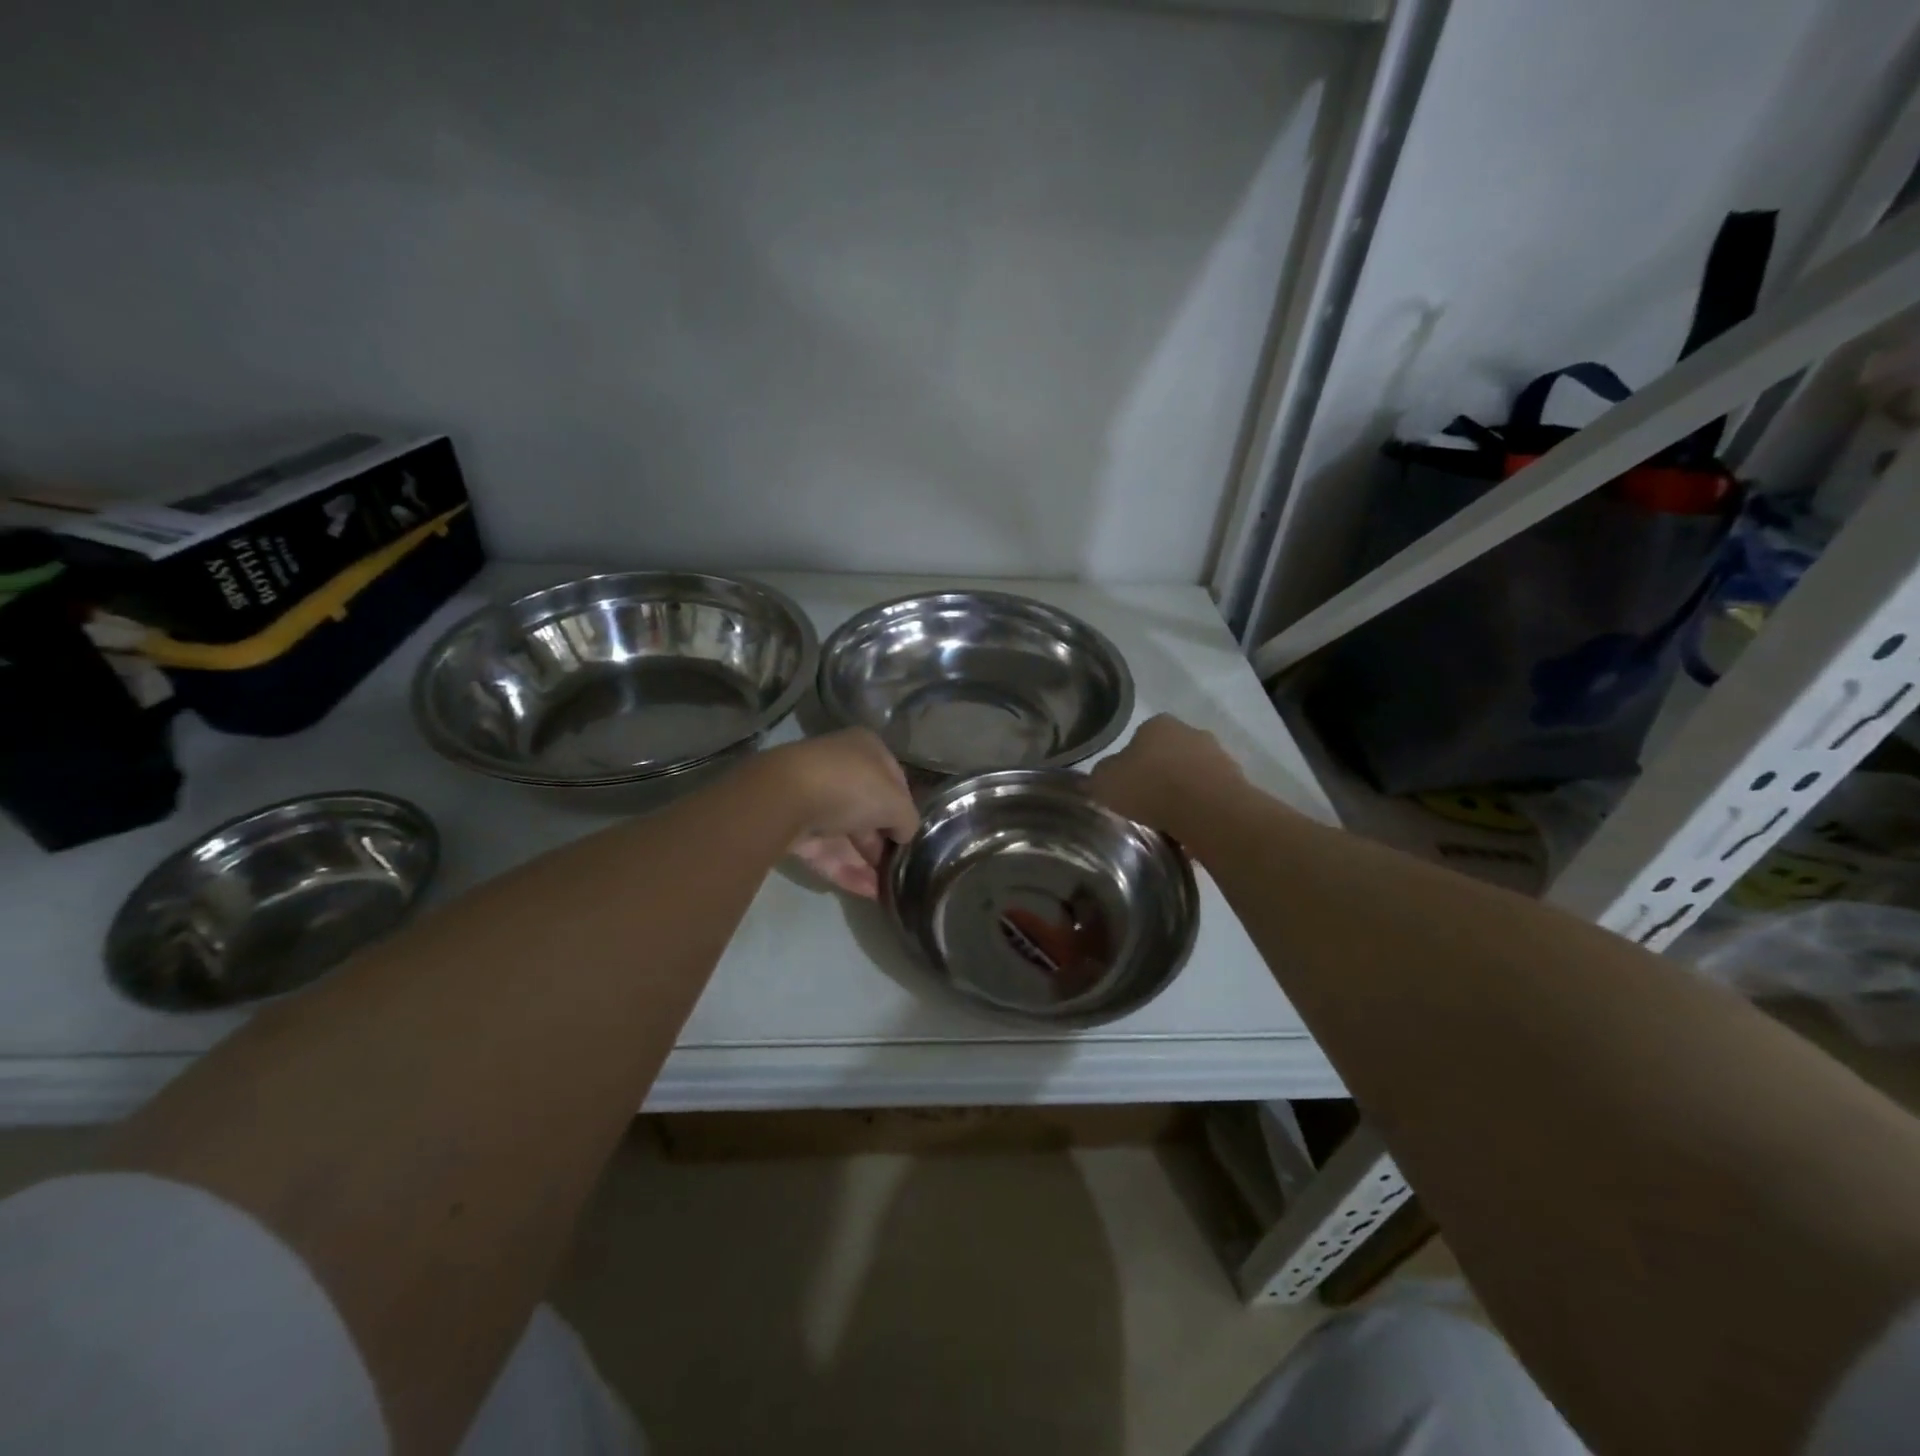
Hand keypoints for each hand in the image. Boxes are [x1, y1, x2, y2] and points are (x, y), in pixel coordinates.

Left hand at [761, 730, 919, 897]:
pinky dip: (845, 870)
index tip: (912, 836)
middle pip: (868, 809)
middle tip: (899, 869)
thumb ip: (908, 820)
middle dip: (883, 841)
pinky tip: (867, 894)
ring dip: (867, 862)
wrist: (784, 798)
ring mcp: (812, 797)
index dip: (905, 808)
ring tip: (888, 891)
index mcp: (866, 749)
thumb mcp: (895, 803)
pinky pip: (825, 851)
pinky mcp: (792, 826)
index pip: (894, 780)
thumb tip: (905, 834)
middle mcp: (839, 768)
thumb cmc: (850, 787)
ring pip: (845, 833)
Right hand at [1086, 714, 1245, 835]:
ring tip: (1168, 823)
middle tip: (1145, 805)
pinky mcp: (1238, 783)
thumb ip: (1099, 777)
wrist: (1209, 811)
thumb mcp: (1104, 782)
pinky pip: (1210, 797)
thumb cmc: (1150, 788)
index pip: (1138, 738)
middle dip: (1159, 776)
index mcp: (1157, 724)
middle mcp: (1191, 732)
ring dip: (1182, 794)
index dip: (1129, 764)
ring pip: (1192, 776)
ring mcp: (1219, 756)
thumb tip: (1100, 777)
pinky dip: (1201, 810)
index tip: (1125, 788)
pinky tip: (1191, 831)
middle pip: (1168, 755)